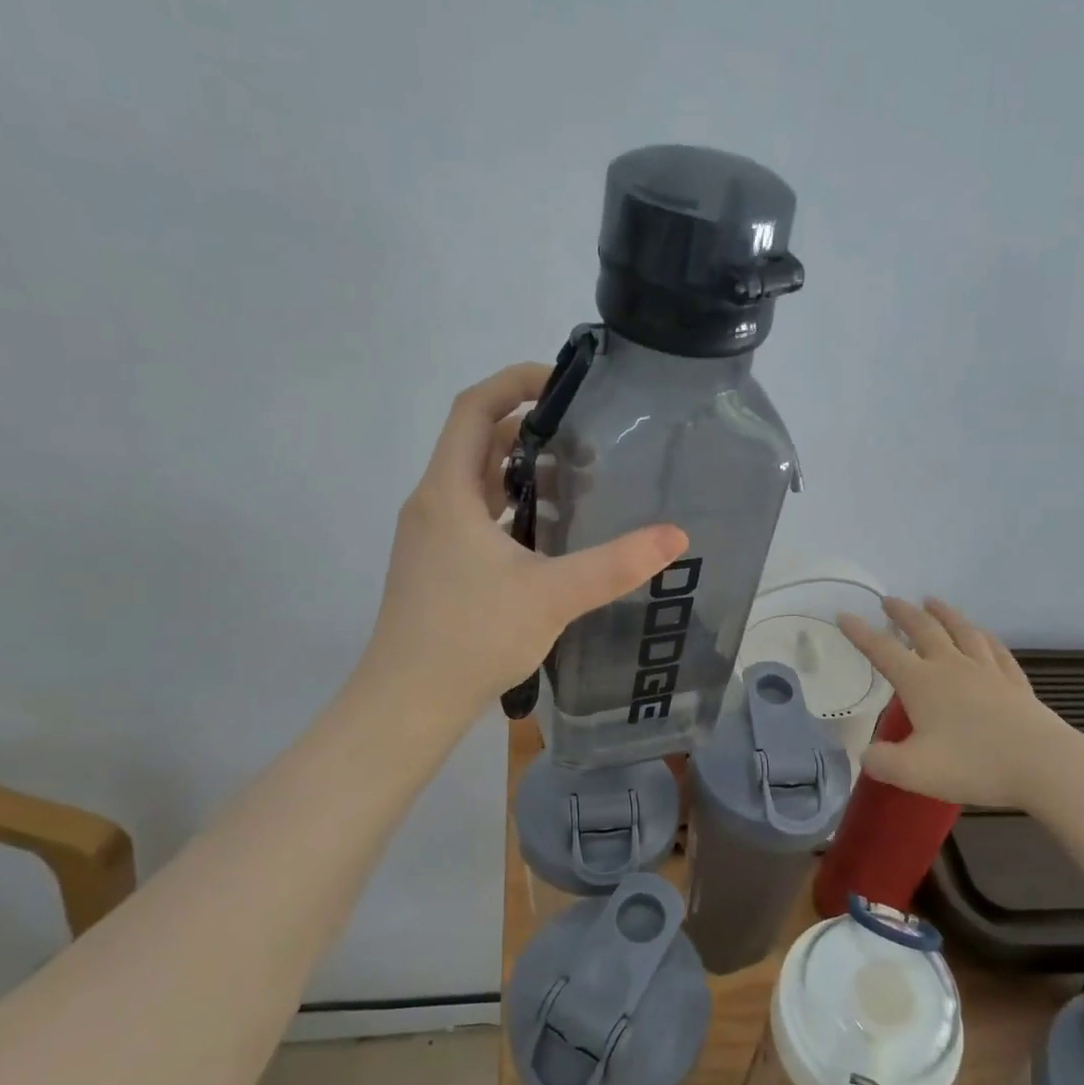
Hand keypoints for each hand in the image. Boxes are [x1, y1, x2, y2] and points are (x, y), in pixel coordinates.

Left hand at [361, 363, 687, 723]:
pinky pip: (473, 514)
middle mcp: (432, 504)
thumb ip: (615, 565)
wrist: (408, 704)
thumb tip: (675, 535)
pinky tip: (547, 530)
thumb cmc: (471, 638)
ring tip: (575, 473)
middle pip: (475, 441)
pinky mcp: (436, 565)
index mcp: (448, 493)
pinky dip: (508, 505)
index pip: (473, 408)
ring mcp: (430, 537)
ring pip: (475, 481)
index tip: (564, 381)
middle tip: (585, 431)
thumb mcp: (552, 597)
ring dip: (518, 467)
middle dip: (527, 424)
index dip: (514, 381)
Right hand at [837, 597, 1083, 815]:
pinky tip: (983, 635)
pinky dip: (984, 637)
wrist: (1044, 766)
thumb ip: (881, 762)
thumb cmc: (974, 765)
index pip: (882, 651)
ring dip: (943, 613)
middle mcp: (951, 667)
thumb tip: (866, 755)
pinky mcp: (1015, 683)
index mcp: (922, 683)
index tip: (844, 614)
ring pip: (962, 631)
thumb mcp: (913, 771)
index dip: (860, 633)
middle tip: (889, 600)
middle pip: (923, 629)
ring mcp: (987, 672)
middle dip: (903, 613)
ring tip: (932, 601)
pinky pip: (996, 651)